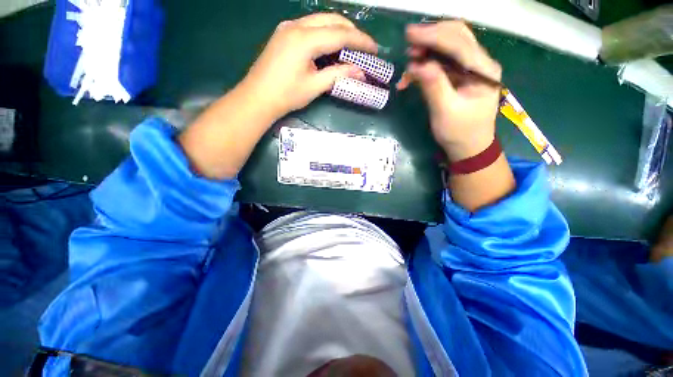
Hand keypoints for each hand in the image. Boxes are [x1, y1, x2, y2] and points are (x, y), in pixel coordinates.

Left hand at [241, 13, 376, 117]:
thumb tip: (360, 71)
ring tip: (351, 46)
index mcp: (304, 39)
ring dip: (338, 30)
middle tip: (364, 47)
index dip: (360, 41)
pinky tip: (330, 46)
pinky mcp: (284, 34)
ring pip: (320, 20)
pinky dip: (325, 33)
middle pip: (331, 20)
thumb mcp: (315, 86)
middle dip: (351, 32)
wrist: (257, 98)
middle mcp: (296, 26)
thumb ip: (338, 75)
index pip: (340, 34)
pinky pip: (310, 27)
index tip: (375, 49)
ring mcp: (288, 27)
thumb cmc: (286, 95)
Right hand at [397, 21, 501, 161]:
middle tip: (408, 43)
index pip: (458, 43)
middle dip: (431, 37)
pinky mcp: (461, 76)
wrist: (469, 147)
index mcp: (483, 70)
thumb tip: (417, 65)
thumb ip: (434, 86)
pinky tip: (414, 73)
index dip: (433, 36)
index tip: (409, 35)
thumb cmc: (459, 133)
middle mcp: (480, 63)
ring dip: (428, 49)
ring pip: (449, 46)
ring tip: (409, 59)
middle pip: (457, 36)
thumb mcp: (445, 112)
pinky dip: (427, 64)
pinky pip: (444, 62)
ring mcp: (471, 68)